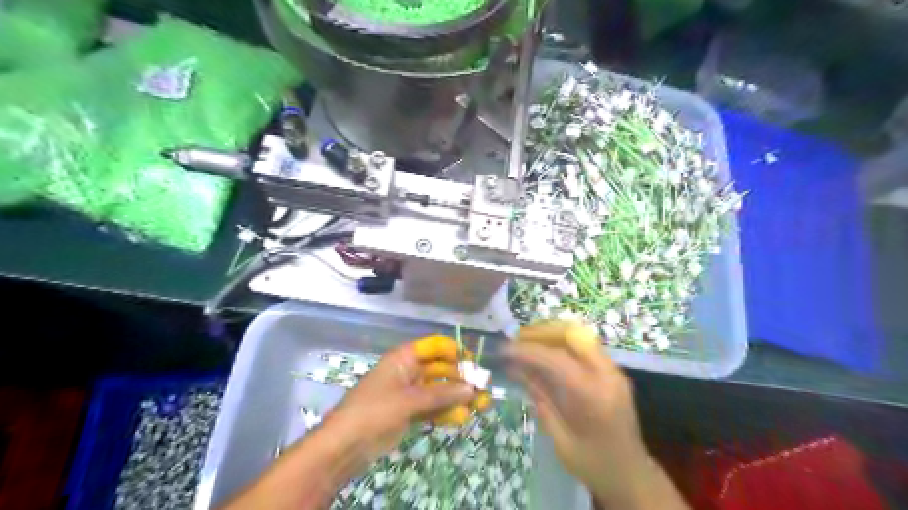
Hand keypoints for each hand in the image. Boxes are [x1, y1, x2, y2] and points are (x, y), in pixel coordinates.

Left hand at [218, 336, 475, 509]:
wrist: (345, 446)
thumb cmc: (374, 412)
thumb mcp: (409, 401)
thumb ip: (442, 395)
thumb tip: (472, 389)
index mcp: (404, 358)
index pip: (434, 346)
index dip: (454, 350)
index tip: (474, 361)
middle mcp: (409, 372)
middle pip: (440, 369)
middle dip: (461, 378)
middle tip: (484, 388)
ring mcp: (409, 393)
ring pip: (439, 390)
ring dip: (458, 397)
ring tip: (481, 405)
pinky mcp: (409, 413)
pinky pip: (433, 407)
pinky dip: (447, 412)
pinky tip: (463, 418)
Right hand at [507, 321, 683, 507]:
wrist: (631, 475)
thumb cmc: (592, 463)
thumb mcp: (558, 436)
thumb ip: (539, 397)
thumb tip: (515, 368)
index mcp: (593, 396)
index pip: (555, 358)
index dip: (527, 350)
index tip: (504, 349)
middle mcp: (607, 374)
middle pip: (571, 335)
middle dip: (540, 333)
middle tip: (516, 341)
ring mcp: (613, 370)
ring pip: (579, 335)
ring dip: (550, 335)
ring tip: (526, 343)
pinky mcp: (613, 370)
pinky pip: (584, 346)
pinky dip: (562, 343)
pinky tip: (545, 354)